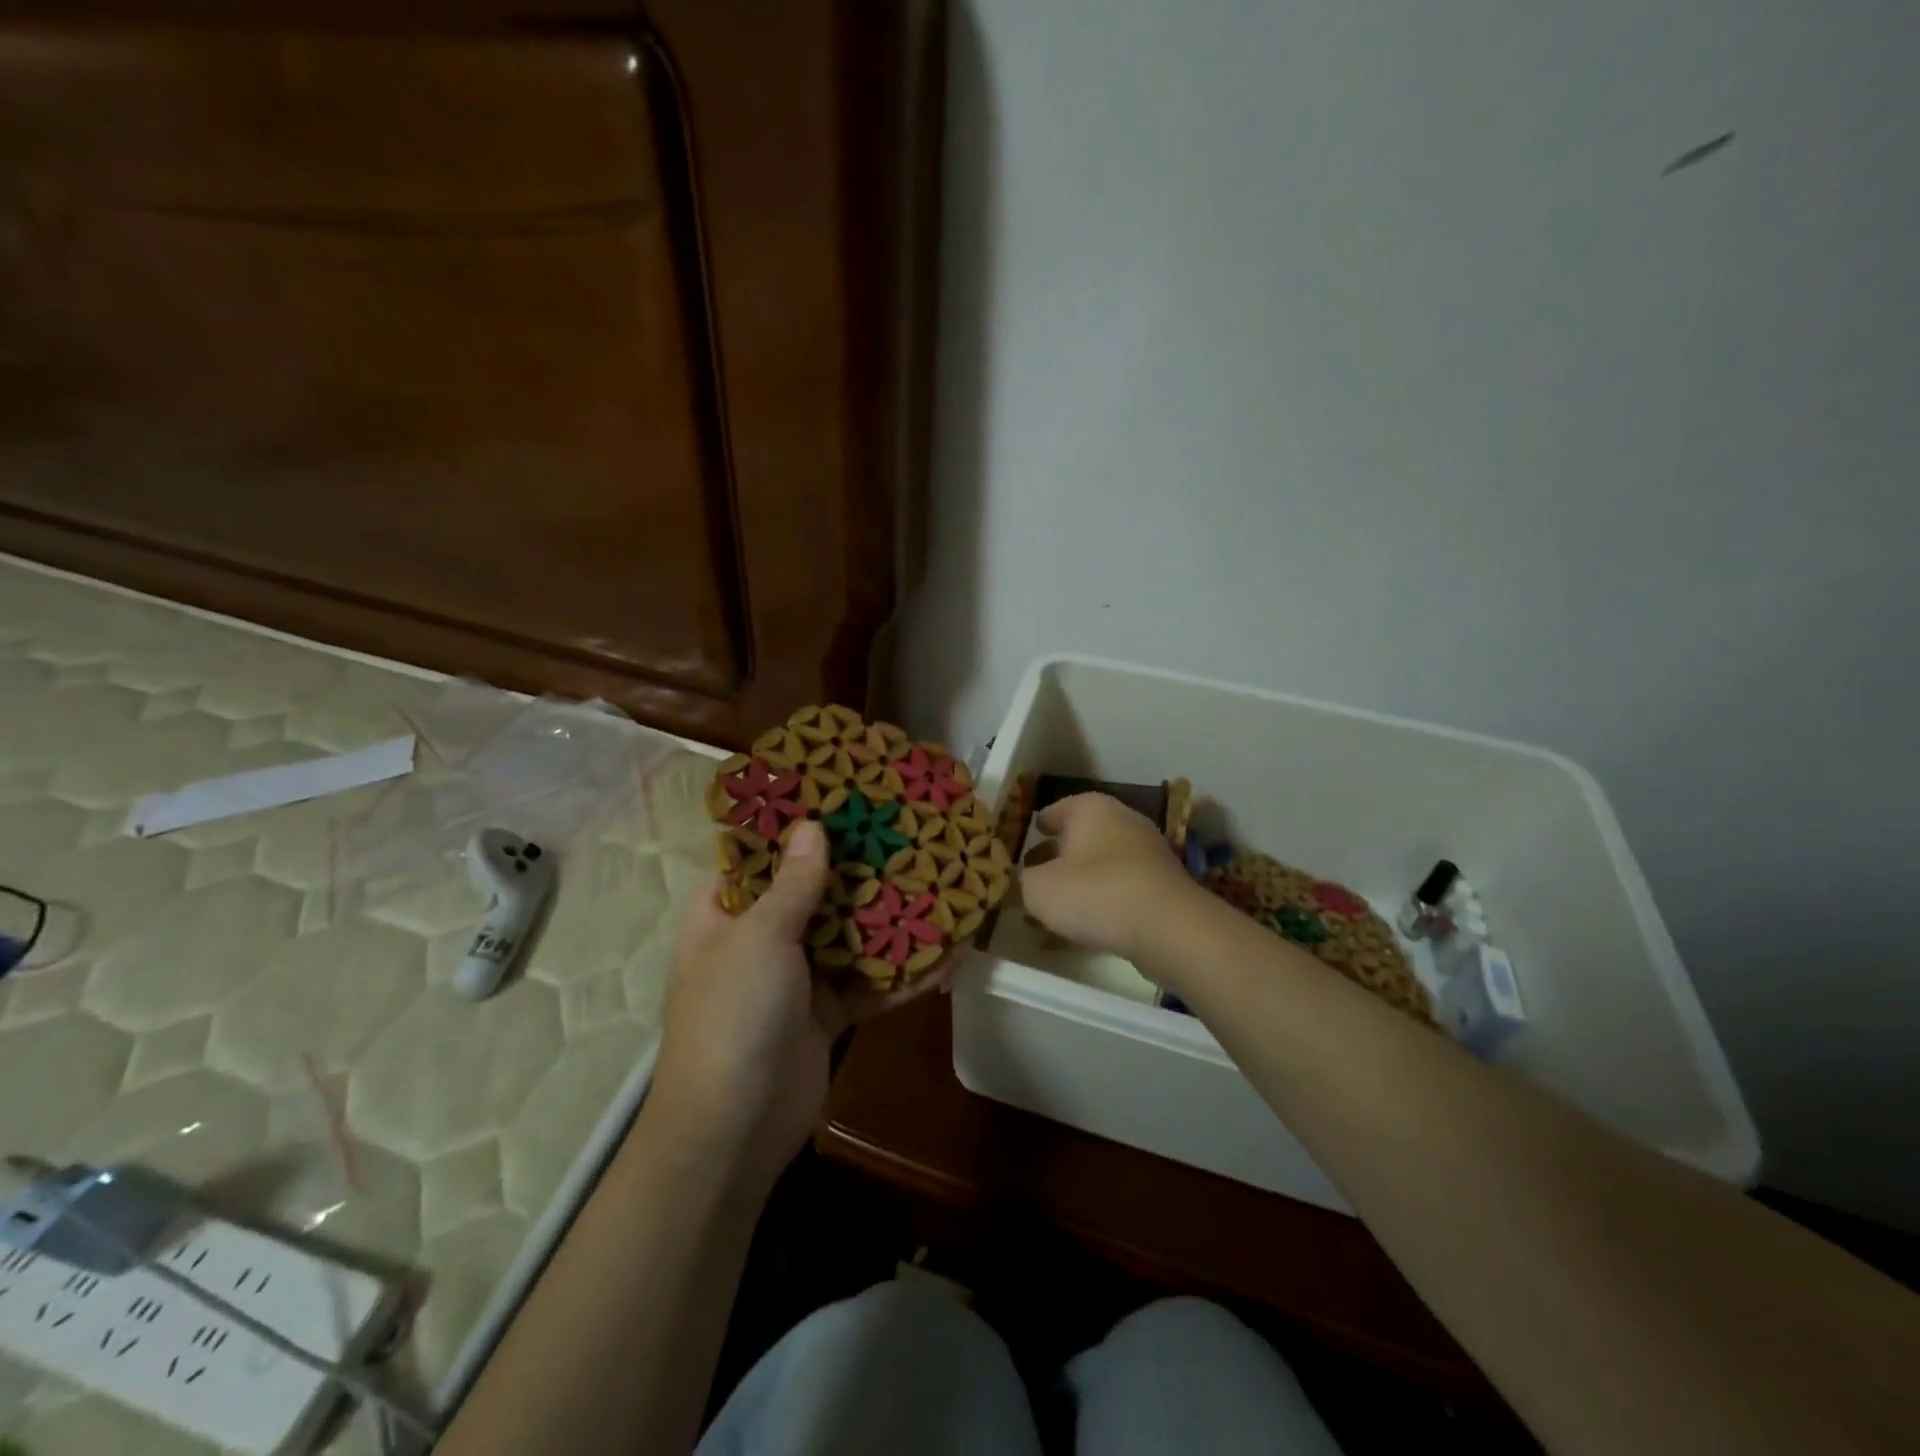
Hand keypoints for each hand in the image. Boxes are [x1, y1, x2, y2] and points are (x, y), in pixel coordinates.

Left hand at [648, 821, 955, 1195]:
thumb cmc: (732, 1015)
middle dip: (856, 866)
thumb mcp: (759, 939)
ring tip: (936, 880)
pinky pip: (871, 983)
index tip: (838, 796)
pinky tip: (951, 954)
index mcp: (726, 914)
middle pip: (813, 891)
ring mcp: (797, 977)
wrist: (733, 1130)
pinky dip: (905, 973)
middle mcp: (761, 939)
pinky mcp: (829, 1012)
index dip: (791, 826)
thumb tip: (812, 826)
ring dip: (889, 917)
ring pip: (848, 935)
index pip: (756, 856)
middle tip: (902, 830)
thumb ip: (792, 884)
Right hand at [1019, 793, 1204, 958]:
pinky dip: (1103, 901)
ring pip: (1100, 864)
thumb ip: (1024, 882)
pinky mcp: (1163, 884)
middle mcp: (1122, 820)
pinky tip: (1086, 926)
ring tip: (1056, 909)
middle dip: (1056, 858)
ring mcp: (1147, 851)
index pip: (1054, 811)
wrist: (1168, 928)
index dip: (1035, 829)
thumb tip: (1026, 882)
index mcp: (1090, 808)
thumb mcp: (1039, 889)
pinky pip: (1121, 888)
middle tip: (1033, 878)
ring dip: (1079, 883)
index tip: (1022, 845)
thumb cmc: (1094, 893)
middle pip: (1080, 837)